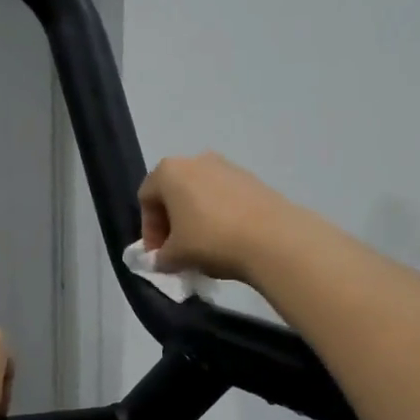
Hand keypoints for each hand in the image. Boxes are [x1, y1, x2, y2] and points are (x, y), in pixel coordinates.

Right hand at [138, 153, 297, 283]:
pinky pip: (224, 197)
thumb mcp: (176, 256)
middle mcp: (196, 160)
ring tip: (203, 247)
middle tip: (176, 252)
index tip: (158, 256)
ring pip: (200, 194)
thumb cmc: (211, 240)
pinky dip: (218, 215)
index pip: (146, 199)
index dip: (148, 230)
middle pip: (173, 192)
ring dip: (195, 219)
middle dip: (171, 223)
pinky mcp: (252, 179)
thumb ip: (161, 258)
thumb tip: (162, 259)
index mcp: (169, 171)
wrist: (273, 238)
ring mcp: (227, 166)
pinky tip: (227, 240)